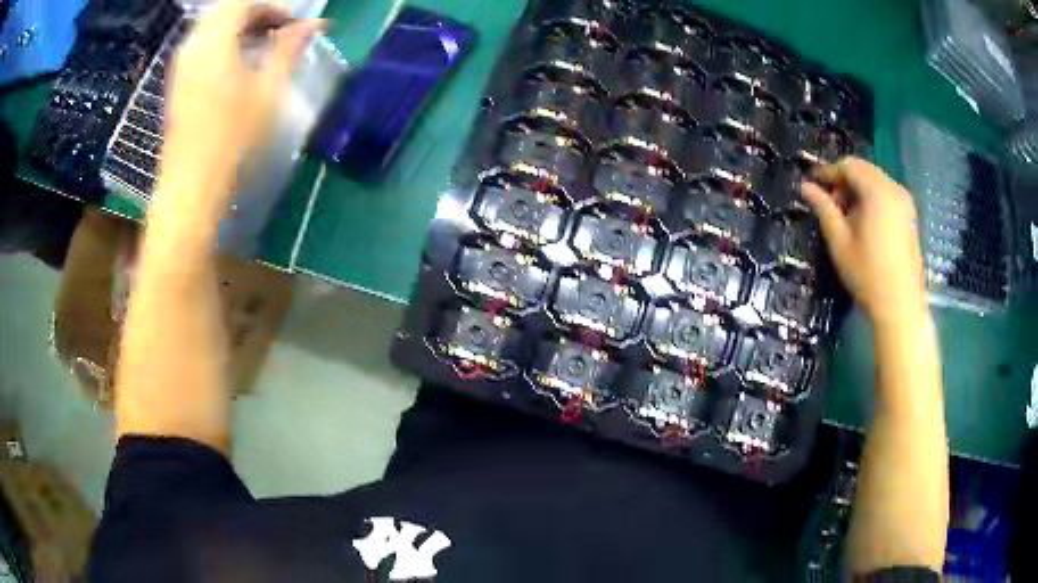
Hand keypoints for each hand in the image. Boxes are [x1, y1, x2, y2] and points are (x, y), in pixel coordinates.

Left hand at [159, 1, 322, 213]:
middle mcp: (192, 45)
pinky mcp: (177, 82)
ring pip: (212, 25)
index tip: (294, 25)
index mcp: (214, 42)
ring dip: (239, 26)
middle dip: (256, 12)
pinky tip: (238, 63)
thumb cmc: (232, 140)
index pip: (244, 2)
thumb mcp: (268, 91)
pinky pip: (202, 44)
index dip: (273, 7)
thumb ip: (289, 49)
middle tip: (280, 30)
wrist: (191, 187)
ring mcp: (181, 64)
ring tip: (263, 45)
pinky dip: (223, 41)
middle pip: (225, 8)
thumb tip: (313, 24)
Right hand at [801, 157, 926, 325]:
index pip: (848, 166)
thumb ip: (823, 209)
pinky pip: (886, 192)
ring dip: (857, 188)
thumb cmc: (868, 275)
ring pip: (875, 180)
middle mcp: (893, 188)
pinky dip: (871, 197)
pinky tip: (863, 221)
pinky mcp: (909, 215)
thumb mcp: (840, 242)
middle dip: (843, 180)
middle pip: (863, 169)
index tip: (811, 183)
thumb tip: (805, 187)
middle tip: (828, 202)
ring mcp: (905, 201)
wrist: (900, 307)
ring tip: (845, 214)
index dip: (827, 172)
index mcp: (877, 191)